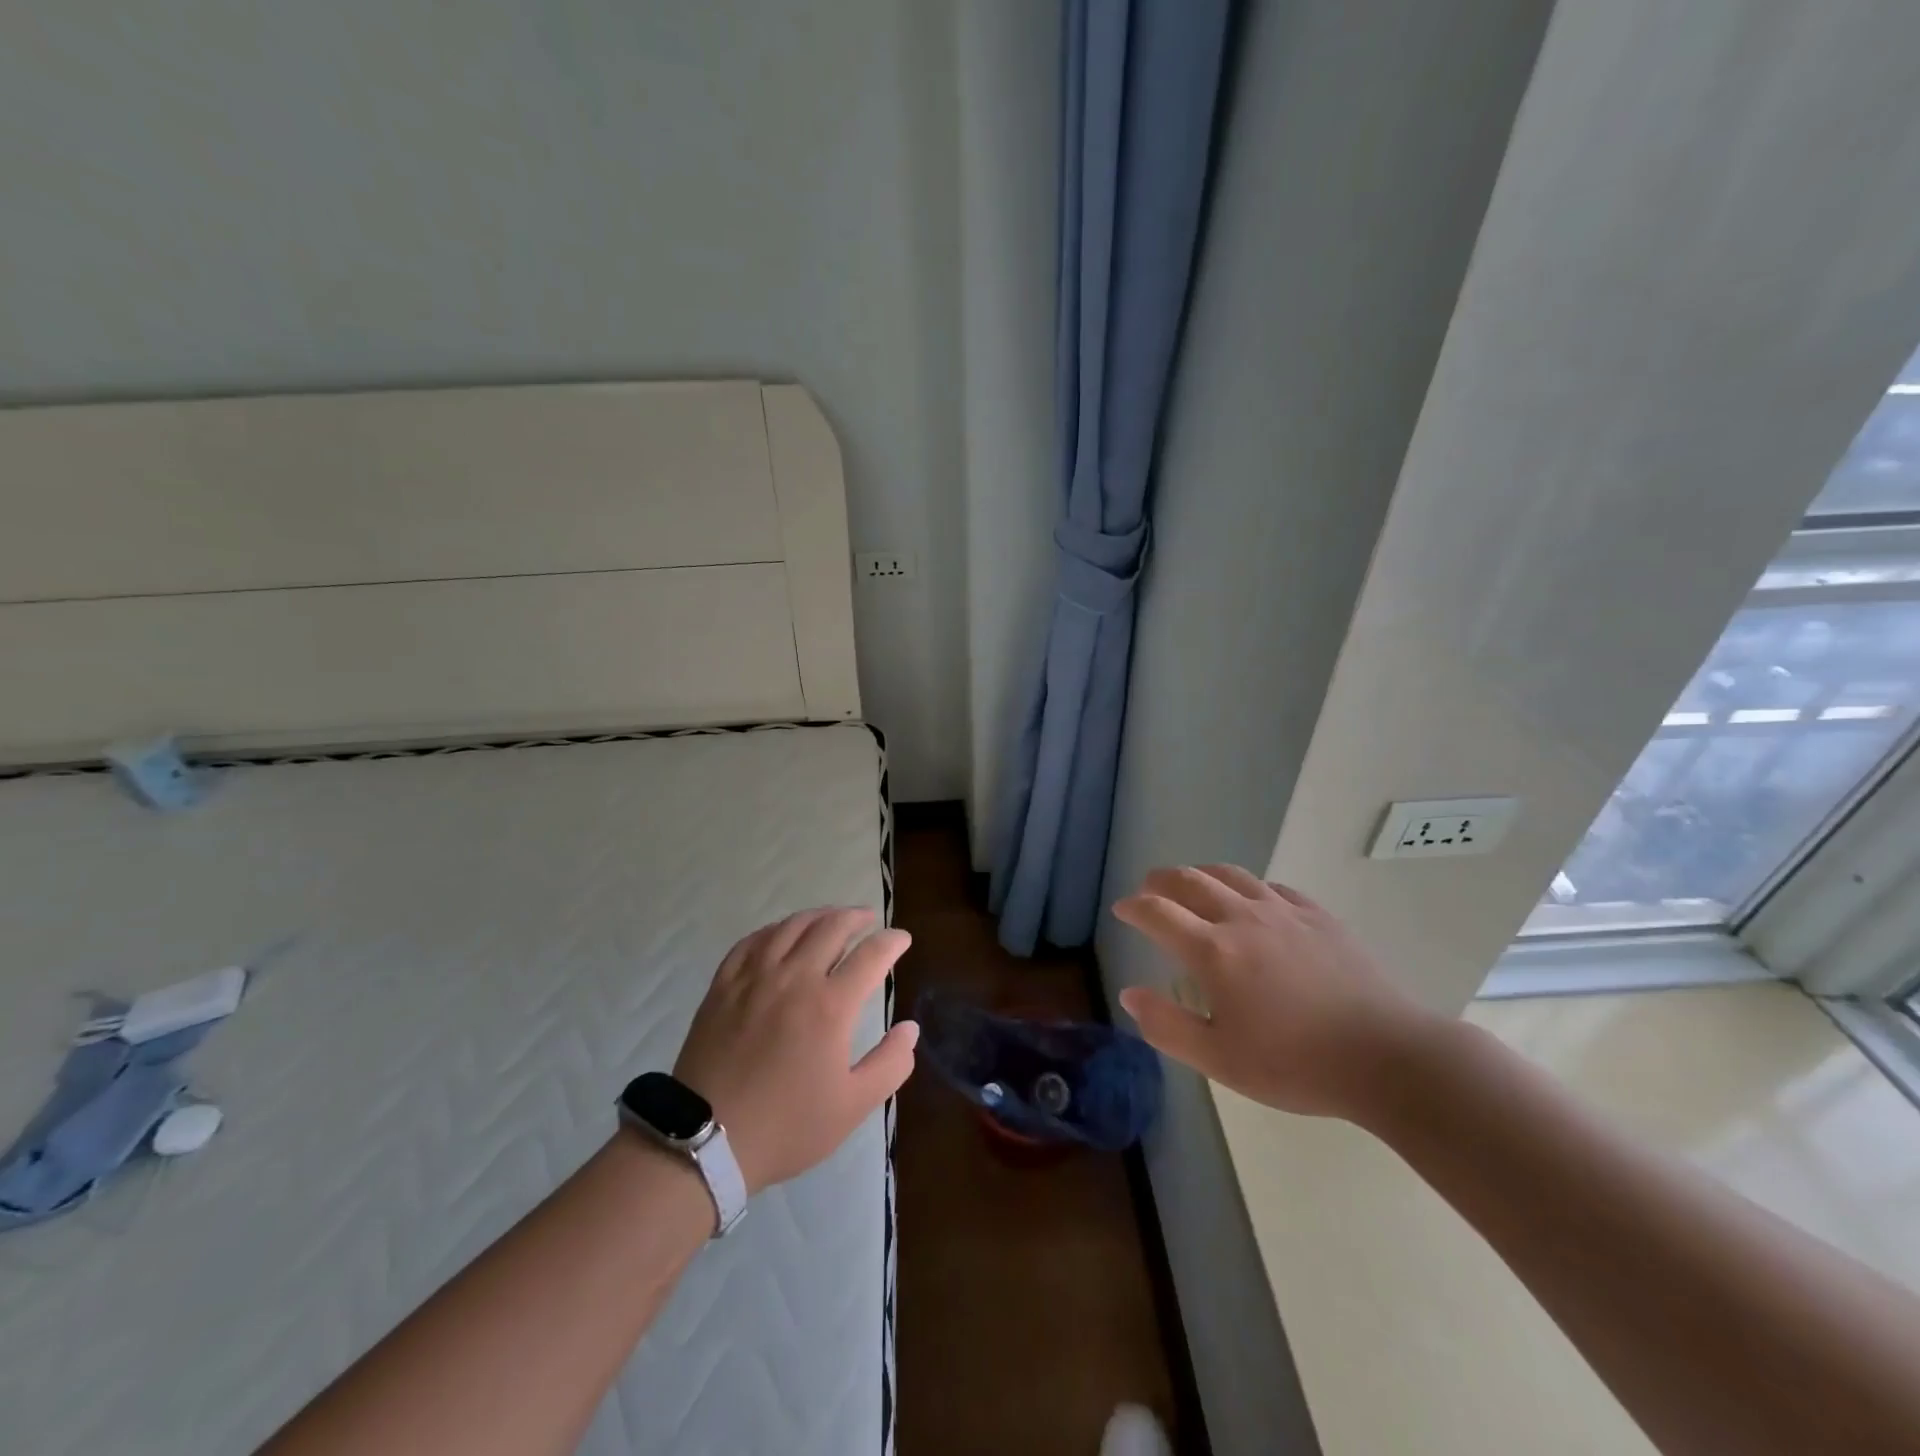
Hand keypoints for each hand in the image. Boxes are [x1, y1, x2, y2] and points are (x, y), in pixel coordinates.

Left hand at [674, 907, 916, 1194]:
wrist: (705, 1141)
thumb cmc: (786, 1126)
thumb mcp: (852, 1106)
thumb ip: (890, 1064)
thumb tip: (911, 1028)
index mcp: (830, 1005)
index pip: (871, 955)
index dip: (892, 941)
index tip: (902, 939)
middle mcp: (795, 978)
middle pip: (831, 927)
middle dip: (856, 917)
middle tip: (868, 920)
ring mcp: (754, 977)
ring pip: (791, 926)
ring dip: (818, 916)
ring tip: (830, 918)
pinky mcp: (723, 985)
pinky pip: (752, 941)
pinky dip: (775, 930)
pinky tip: (781, 934)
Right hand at [1113, 866, 1437, 1121]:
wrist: (1386, 1056)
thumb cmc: (1295, 1064)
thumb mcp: (1219, 1060)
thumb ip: (1167, 1026)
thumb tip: (1130, 994)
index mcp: (1213, 950)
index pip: (1158, 913)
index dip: (1134, 907)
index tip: (1122, 910)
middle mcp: (1242, 918)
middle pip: (1190, 881)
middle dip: (1161, 881)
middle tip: (1148, 889)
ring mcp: (1283, 911)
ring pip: (1230, 875)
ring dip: (1201, 874)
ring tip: (1192, 883)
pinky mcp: (1317, 916)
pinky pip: (1272, 887)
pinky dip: (1248, 887)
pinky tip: (1253, 901)